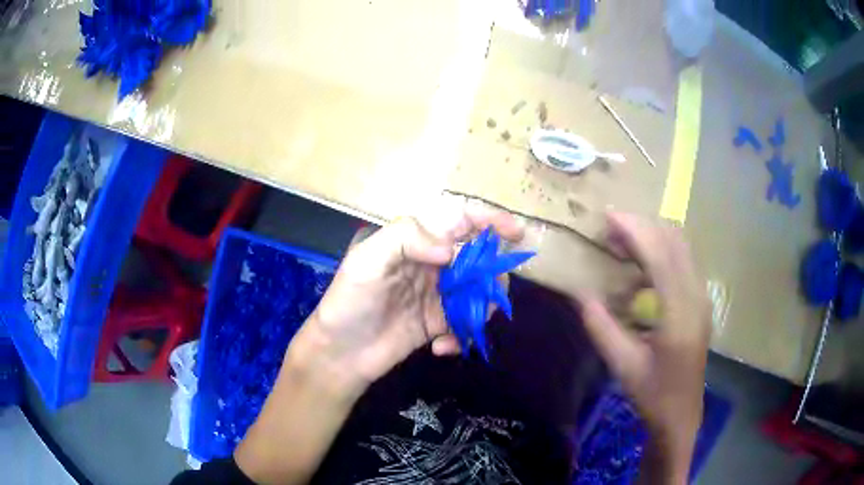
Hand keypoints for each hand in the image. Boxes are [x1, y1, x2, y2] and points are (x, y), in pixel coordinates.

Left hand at [291, 207, 523, 397]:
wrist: (341, 353)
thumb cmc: (349, 301)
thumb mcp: (366, 260)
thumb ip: (405, 239)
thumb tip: (451, 249)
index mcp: (415, 241)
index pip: (458, 220)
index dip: (488, 219)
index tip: (516, 231)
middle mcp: (432, 263)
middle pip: (478, 256)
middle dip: (492, 272)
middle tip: (489, 292)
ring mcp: (439, 294)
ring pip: (480, 289)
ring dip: (482, 307)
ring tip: (464, 325)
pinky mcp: (441, 322)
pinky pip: (468, 321)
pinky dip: (464, 334)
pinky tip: (442, 346)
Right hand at [575, 213, 710, 480]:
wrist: (682, 414)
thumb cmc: (653, 394)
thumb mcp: (622, 366)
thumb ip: (602, 328)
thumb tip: (581, 294)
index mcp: (679, 315)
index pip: (661, 256)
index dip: (635, 231)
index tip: (608, 217)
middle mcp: (696, 297)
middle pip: (674, 242)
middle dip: (642, 226)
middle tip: (610, 227)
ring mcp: (701, 297)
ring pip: (681, 247)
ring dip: (652, 236)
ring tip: (621, 241)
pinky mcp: (699, 301)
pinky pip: (682, 261)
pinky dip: (661, 250)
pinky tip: (640, 265)